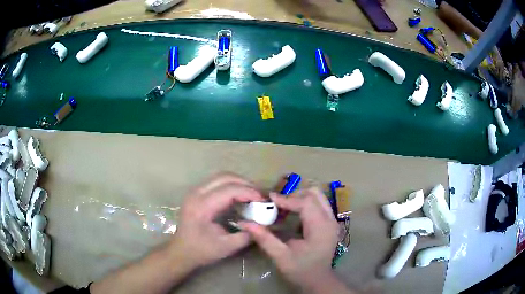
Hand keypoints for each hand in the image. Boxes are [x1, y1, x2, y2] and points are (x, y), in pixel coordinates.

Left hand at [170, 173, 264, 268]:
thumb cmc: (201, 251)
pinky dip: (231, 185)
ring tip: (252, 194)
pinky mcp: (196, 193)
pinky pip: (217, 181)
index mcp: (202, 207)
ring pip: (221, 176)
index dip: (249, 192)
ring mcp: (195, 191)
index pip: (229, 190)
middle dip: (246, 184)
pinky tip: (239, 195)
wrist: (181, 251)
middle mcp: (196, 193)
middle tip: (259, 196)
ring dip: (239, 182)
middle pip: (225, 177)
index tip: (263, 201)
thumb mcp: (227, 247)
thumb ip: (247, 235)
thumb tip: (263, 223)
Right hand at [240, 187, 341, 291]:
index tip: (269, 199)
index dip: (287, 198)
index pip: (306, 203)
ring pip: (318, 196)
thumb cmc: (300, 270)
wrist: (318, 280)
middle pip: (314, 194)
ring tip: (284, 208)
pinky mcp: (329, 223)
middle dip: (294, 195)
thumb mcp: (280, 257)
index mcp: (321, 228)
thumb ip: (264, 239)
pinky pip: (318, 204)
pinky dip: (305, 204)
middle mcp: (330, 220)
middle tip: (277, 204)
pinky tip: (293, 215)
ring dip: (300, 198)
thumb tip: (245, 223)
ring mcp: (332, 220)